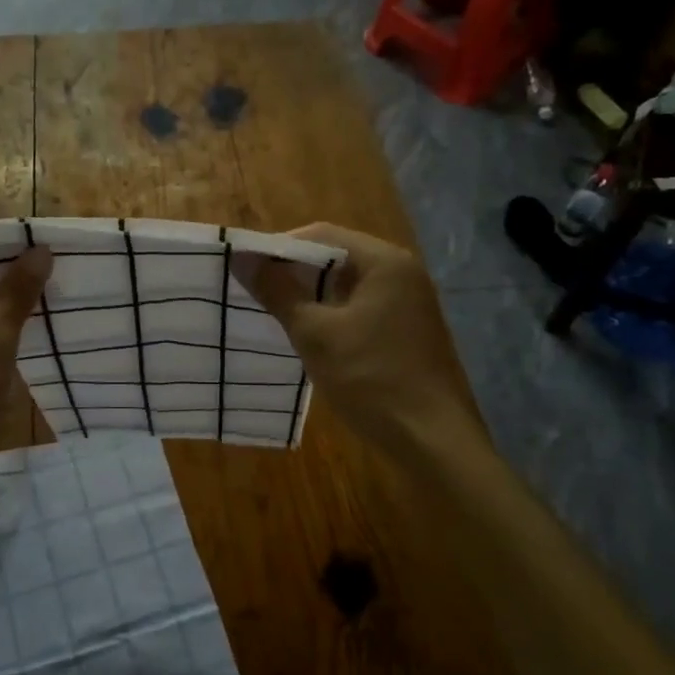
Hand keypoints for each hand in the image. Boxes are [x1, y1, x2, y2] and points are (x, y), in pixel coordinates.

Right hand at [242, 224, 487, 460]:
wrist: (433, 440)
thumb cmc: (372, 379)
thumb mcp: (316, 335)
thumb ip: (278, 292)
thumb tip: (242, 259)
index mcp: (384, 262)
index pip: (322, 234)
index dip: (279, 246)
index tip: (245, 266)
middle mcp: (402, 272)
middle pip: (337, 257)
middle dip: (294, 271)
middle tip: (253, 289)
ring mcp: (409, 303)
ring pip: (348, 286)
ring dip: (311, 295)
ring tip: (272, 311)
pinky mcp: (407, 330)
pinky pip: (361, 308)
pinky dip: (332, 314)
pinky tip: (308, 335)